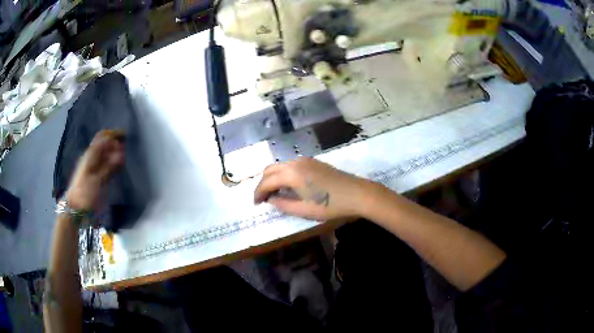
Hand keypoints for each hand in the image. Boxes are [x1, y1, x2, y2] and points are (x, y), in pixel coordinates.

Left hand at [65, 130, 124, 209]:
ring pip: (106, 156)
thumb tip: (118, 150)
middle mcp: (92, 159)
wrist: (76, 208)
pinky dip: (113, 165)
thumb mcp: (96, 179)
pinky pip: (107, 166)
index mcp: (90, 155)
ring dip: (115, 155)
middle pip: (104, 146)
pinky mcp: (97, 177)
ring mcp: (94, 168)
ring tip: (124, 159)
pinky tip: (119, 166)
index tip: (123, 136)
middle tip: (124, 149)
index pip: (101, 138)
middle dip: (115, 145)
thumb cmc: (85, 193)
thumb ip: (107, 165)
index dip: (112, 135)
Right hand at [254, 157, 373, 219]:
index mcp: (291, 173)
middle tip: (263, 198)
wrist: (357, 194)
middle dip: (263, 184)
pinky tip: (288, 186)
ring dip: (273, 178)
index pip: (266, 182)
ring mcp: (305, 160)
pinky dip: (284, 174)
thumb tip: (270, 200)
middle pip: (270, 170)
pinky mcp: (313, 162)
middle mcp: (295, 162)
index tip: (255, 204)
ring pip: (281, 166)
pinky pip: (291, 165)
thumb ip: (283, 204)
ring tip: (274, 193)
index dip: (258, 193)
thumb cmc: (330, 205)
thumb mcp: (304, 210)